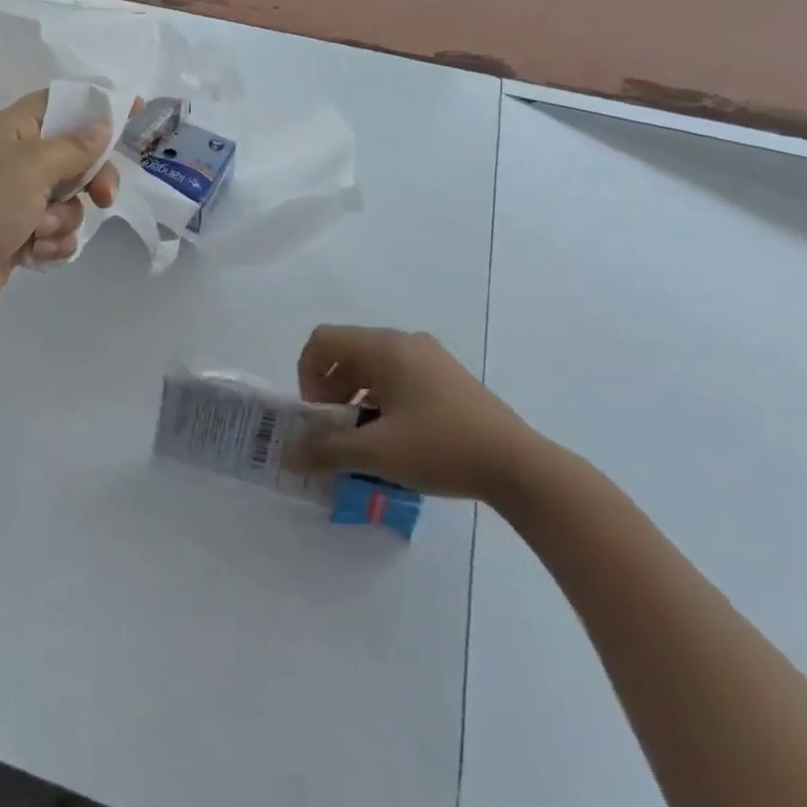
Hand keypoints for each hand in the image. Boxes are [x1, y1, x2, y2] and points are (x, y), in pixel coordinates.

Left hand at [0, 91, 118, 345]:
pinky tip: (33, 255)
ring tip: (38, 233)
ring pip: (70, 201)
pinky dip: (52, 245)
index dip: (98, 106)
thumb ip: (72, 147)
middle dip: (93, 178)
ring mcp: (16, 203)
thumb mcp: (29, 168)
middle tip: (103, 196)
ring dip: (65, 220)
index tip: (138, 112)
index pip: (63, 103)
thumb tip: (102, 126)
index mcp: (12, 131)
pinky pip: (57, 234)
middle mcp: (15, 162)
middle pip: (76, 156)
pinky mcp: (18, 239)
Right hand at [287, 326, 539, 502]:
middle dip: (330, 391)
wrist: (518, 465)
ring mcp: (430, 357)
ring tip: (365, 440)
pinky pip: (398, 377)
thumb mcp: (377, 452)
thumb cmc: (441, 448)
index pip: (324, 341)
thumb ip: (326, 450)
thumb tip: (288, 455)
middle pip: (347, 353)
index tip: (319, 415)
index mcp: (385, 348)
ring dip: (355, 398)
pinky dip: (382, 400)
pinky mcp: (447, 377)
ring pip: (373, 367)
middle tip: (337, 433)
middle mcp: (406, 342)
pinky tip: (395, 438)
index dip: (307, 375)